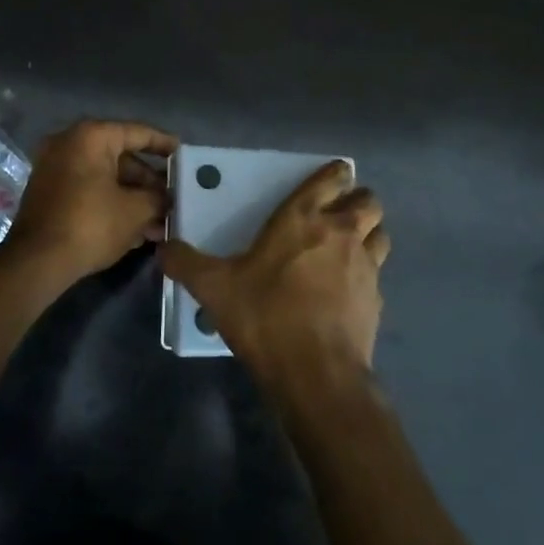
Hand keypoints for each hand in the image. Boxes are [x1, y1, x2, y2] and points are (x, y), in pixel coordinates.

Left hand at [7, 120, 179, 283]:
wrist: (37, 262)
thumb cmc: (91, 224)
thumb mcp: (135, 210)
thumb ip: (158, 198)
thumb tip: (167, 199)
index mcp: (91, 137)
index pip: (138, 133)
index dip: (165, 145)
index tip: (184, 155)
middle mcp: (69, 145)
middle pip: (122, 158)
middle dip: (149, 182)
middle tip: (174, 198)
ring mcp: (56, 169)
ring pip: (106, 178)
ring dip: (134, 198)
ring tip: (161, 222)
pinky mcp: (50, 194)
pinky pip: (90, 191)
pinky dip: (112, 204)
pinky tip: (137, 229)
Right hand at [161, 161, 388, 392]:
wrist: (315, 371)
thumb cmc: (264, 315)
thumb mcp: (214, 288)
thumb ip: (186, 263)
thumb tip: (162, 248)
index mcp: (303, 218)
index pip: (332, 178)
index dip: (336, 173)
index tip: (333, 177)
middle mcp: (341, 232)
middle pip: (369, 201)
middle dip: (358, 202)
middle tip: (339, 215)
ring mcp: (366, 265)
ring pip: (381, 233)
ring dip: (369, 234)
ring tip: (349, 247)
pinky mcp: (377, 298)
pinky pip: (377, 274)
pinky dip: (367, 275)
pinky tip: (348, 291)